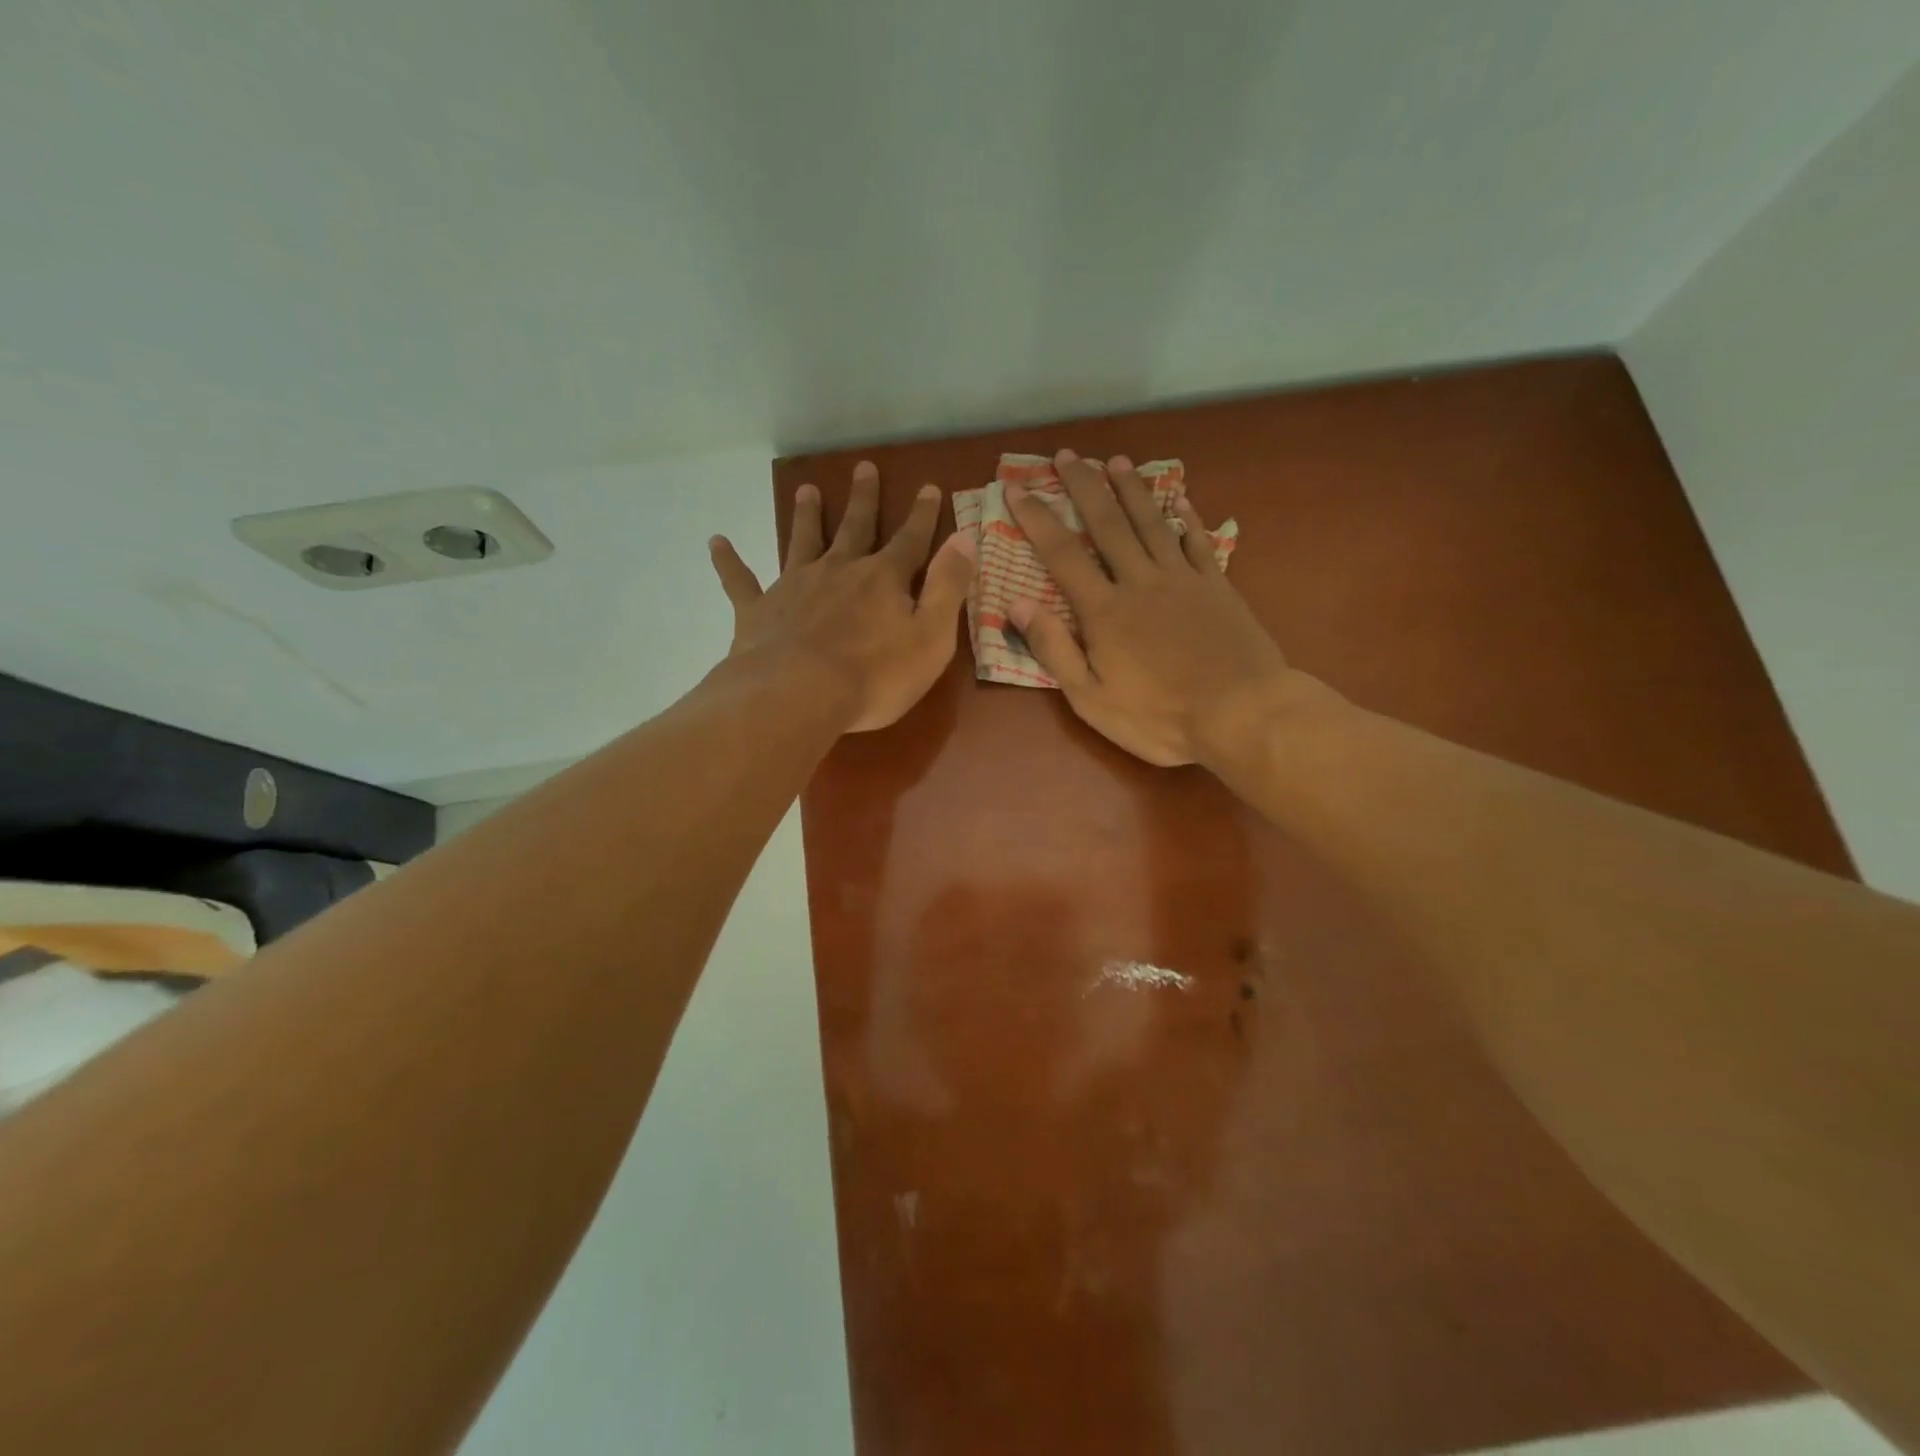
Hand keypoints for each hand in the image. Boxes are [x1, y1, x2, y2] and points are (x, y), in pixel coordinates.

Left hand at [709, 461, 975, 732]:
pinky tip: (716, 542)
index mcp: (883, 579)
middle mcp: (838, 571)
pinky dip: (728, 561)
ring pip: (802, 541)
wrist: (798, 695)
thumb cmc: (874, 676)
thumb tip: (965, 538)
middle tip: (863, 467)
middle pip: (854, 528)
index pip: (910, 540)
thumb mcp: (931, 637)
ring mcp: (795, 586)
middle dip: (863, 499)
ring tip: (806, 489)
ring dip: (806, 515)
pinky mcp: (759, 610)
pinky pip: (741, 581)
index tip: (927, 487)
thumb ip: (948, 587)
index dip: (922, 515)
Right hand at [1005, 449, 1299, 767]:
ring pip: (1151, 523)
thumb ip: (1053, 649)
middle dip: (1084, 487)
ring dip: (1132, 490)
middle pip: (1107, 524)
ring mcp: (1183, 580)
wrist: (1241, 714)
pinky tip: (1179, 500)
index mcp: (1104, 611)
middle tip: (1067, 455)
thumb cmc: (1159, 717)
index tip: (1017, 489)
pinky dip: (1186, 518)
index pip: (1062, 555)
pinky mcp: (1217, 587)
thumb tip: (1016, 604)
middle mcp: (1140, 582)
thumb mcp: (1091, 698)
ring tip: (1116, 461)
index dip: (1037, 519)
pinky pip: (1198, 542)